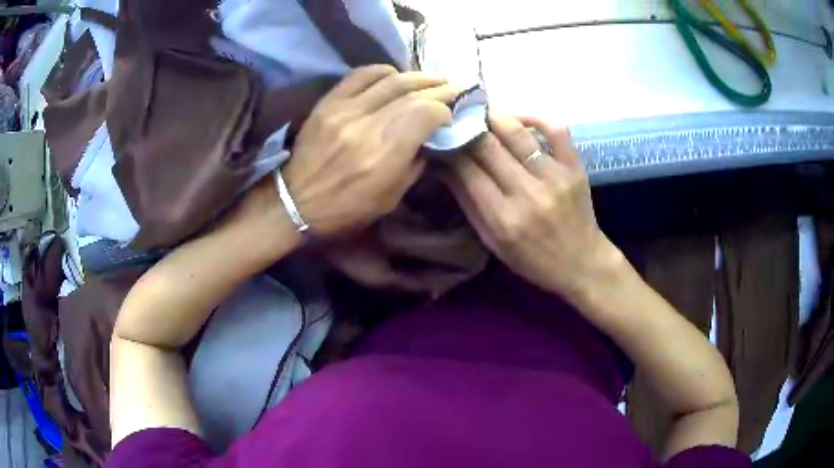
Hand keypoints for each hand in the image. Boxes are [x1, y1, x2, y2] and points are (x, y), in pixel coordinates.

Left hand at [283, 65, 458, 236]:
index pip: (425, 114)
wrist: (295, 202)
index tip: (451, 114)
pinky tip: (395, 74)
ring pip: (390, 81)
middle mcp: (367, 127)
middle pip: (412, 94)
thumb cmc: (346, 209)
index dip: (444, 110)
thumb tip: (430, 137)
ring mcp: (345, 111)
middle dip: (439, 89)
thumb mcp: (391, 198)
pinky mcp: (328, 104)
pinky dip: (382, 71)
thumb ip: (414, 163)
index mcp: (385, 155)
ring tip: (433, 78)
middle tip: (454, 88)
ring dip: (417, 77)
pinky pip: (359, 76)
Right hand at [446, 114, 624, 301]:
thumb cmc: (533, 260)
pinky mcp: (575, 168)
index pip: (467, 170)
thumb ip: (469, 204)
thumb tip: (445, 167)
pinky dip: (535, 117)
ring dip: (495, 118)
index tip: (442, 139)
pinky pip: (556, 129)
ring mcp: (555, 177)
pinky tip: (519, 119)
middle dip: (468, 129)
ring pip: (518, 133)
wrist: (582, 263)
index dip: (450, 150)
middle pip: (488, 146)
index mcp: (504, 218)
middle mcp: (528, 194)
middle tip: (459, 121)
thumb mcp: (493, 243)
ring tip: (484, 116)